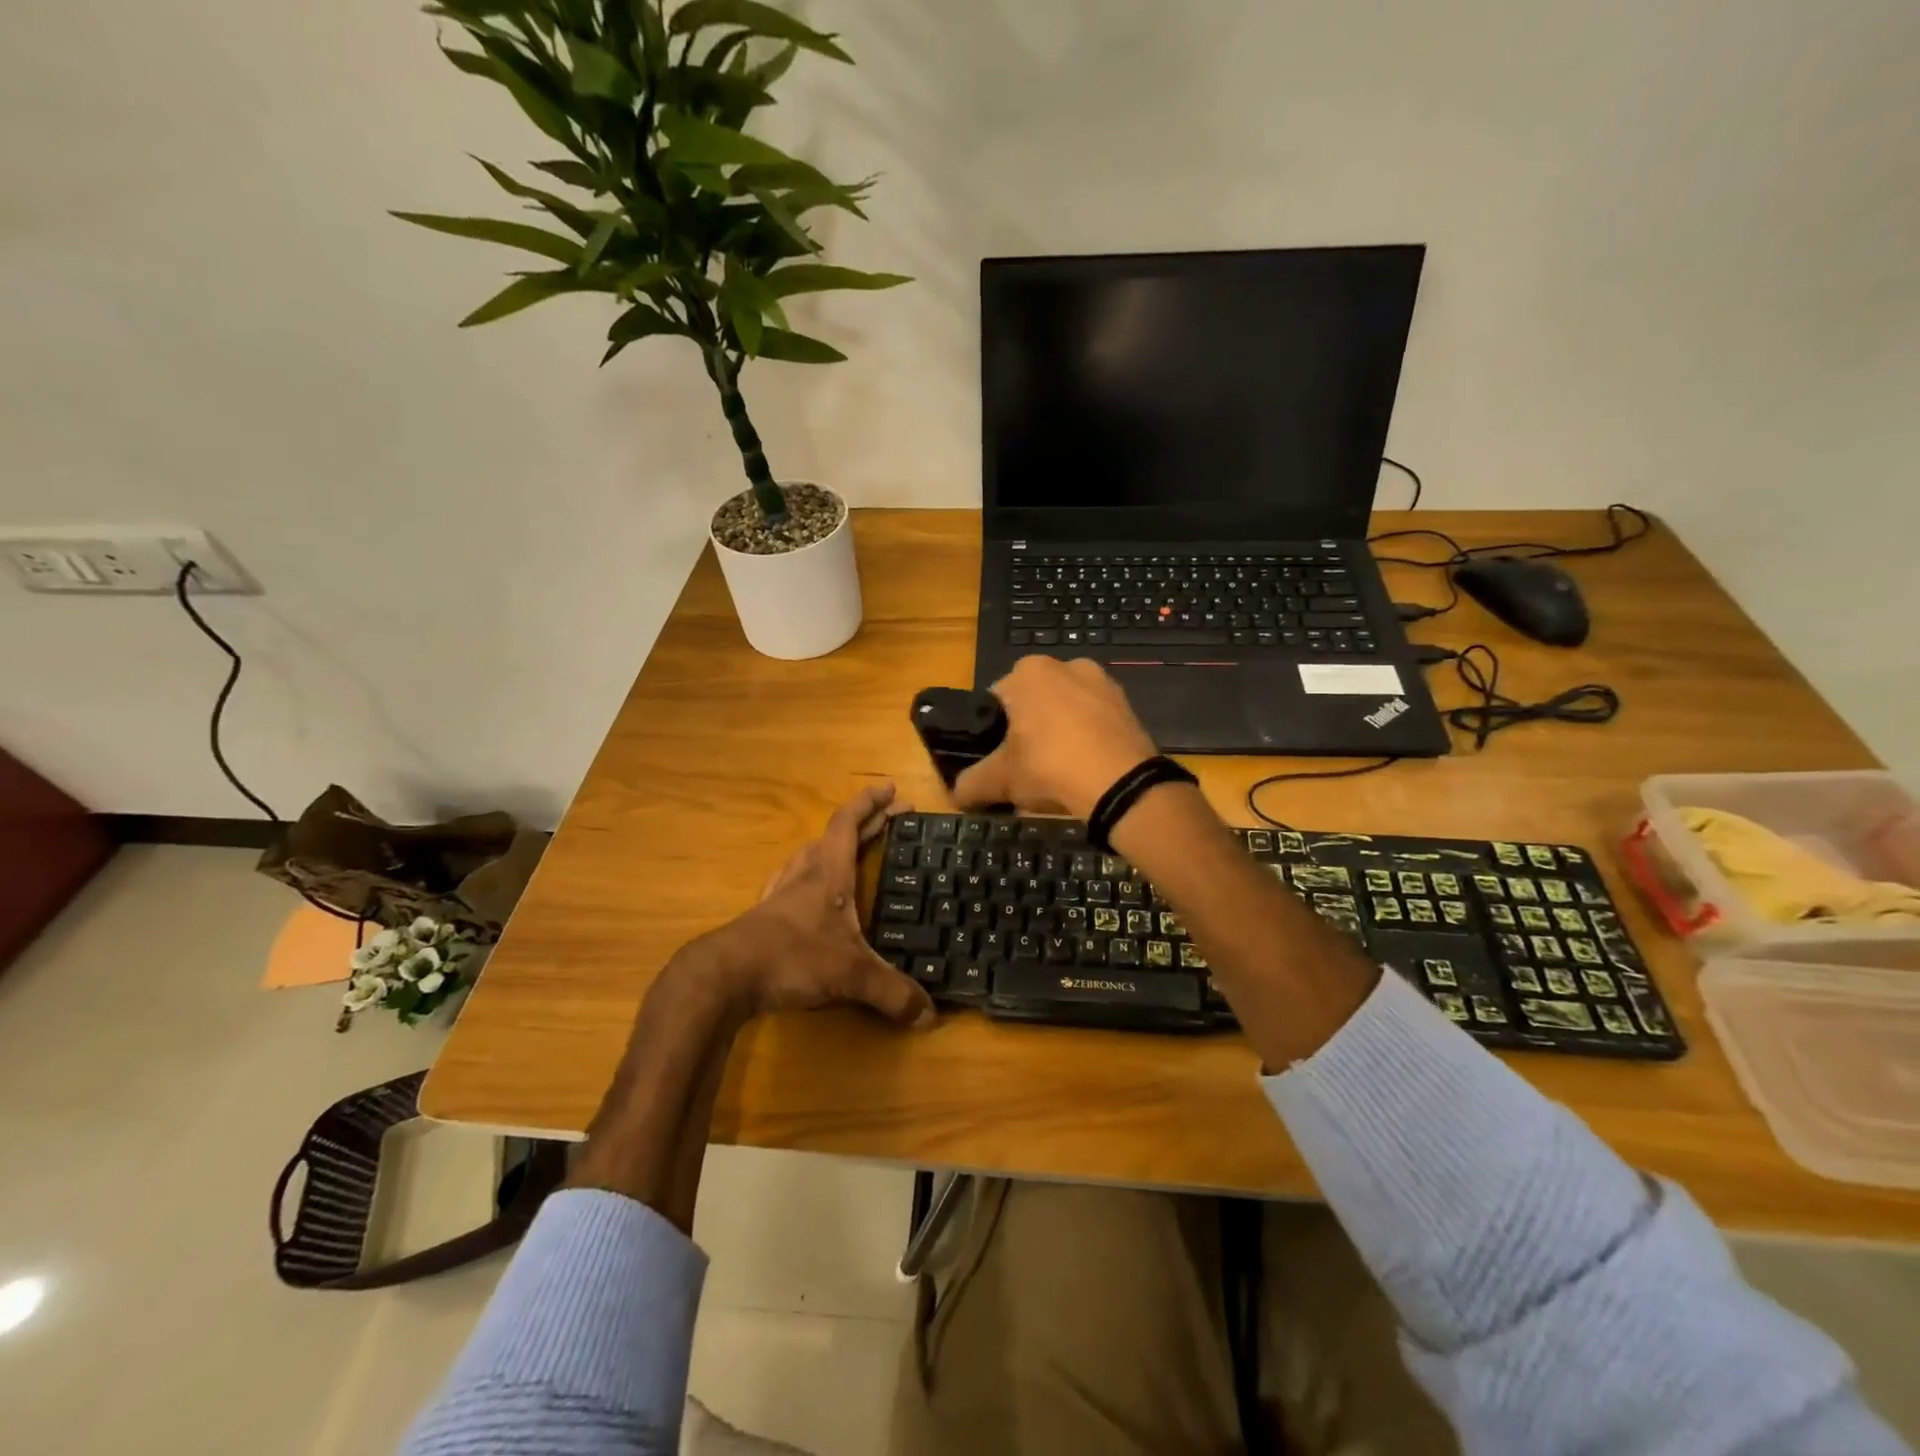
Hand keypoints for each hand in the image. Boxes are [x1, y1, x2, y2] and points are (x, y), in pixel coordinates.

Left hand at [684, 782, 935, 1028]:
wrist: (724, 976)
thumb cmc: (792, 958)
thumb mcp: (851, 975)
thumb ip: (892, 992)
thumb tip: (929, 1016)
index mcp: (828, 873)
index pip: (849, 822)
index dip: (871, 803)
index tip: (891, 788)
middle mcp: (804, 874)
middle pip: (835, 836)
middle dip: (866, 823)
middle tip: (892, 817)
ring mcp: (780, 894)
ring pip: (808, 855)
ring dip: (832, 846)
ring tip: (850, 849)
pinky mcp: (764, 917)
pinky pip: (792, 882)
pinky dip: (808, 876)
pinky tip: (807, 892)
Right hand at [951, 656, 1159, 817]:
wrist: (1121, 784)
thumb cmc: (1049, 767)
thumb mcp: (1000, 780)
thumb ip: (970, 783)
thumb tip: (954, 794)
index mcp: (1029, 672)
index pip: (996, 698)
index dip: (992, 731)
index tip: (998, 758)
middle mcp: (1066, 665)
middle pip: (1034, 703)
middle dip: (1028, 730)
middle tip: (1026, 768)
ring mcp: (1102, 682)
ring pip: (1066, 710)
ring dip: (1059, 733)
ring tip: (1058, 772)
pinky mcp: (1128, 705)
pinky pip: (1095, 721)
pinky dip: (1087, 739)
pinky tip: (1085, 769)